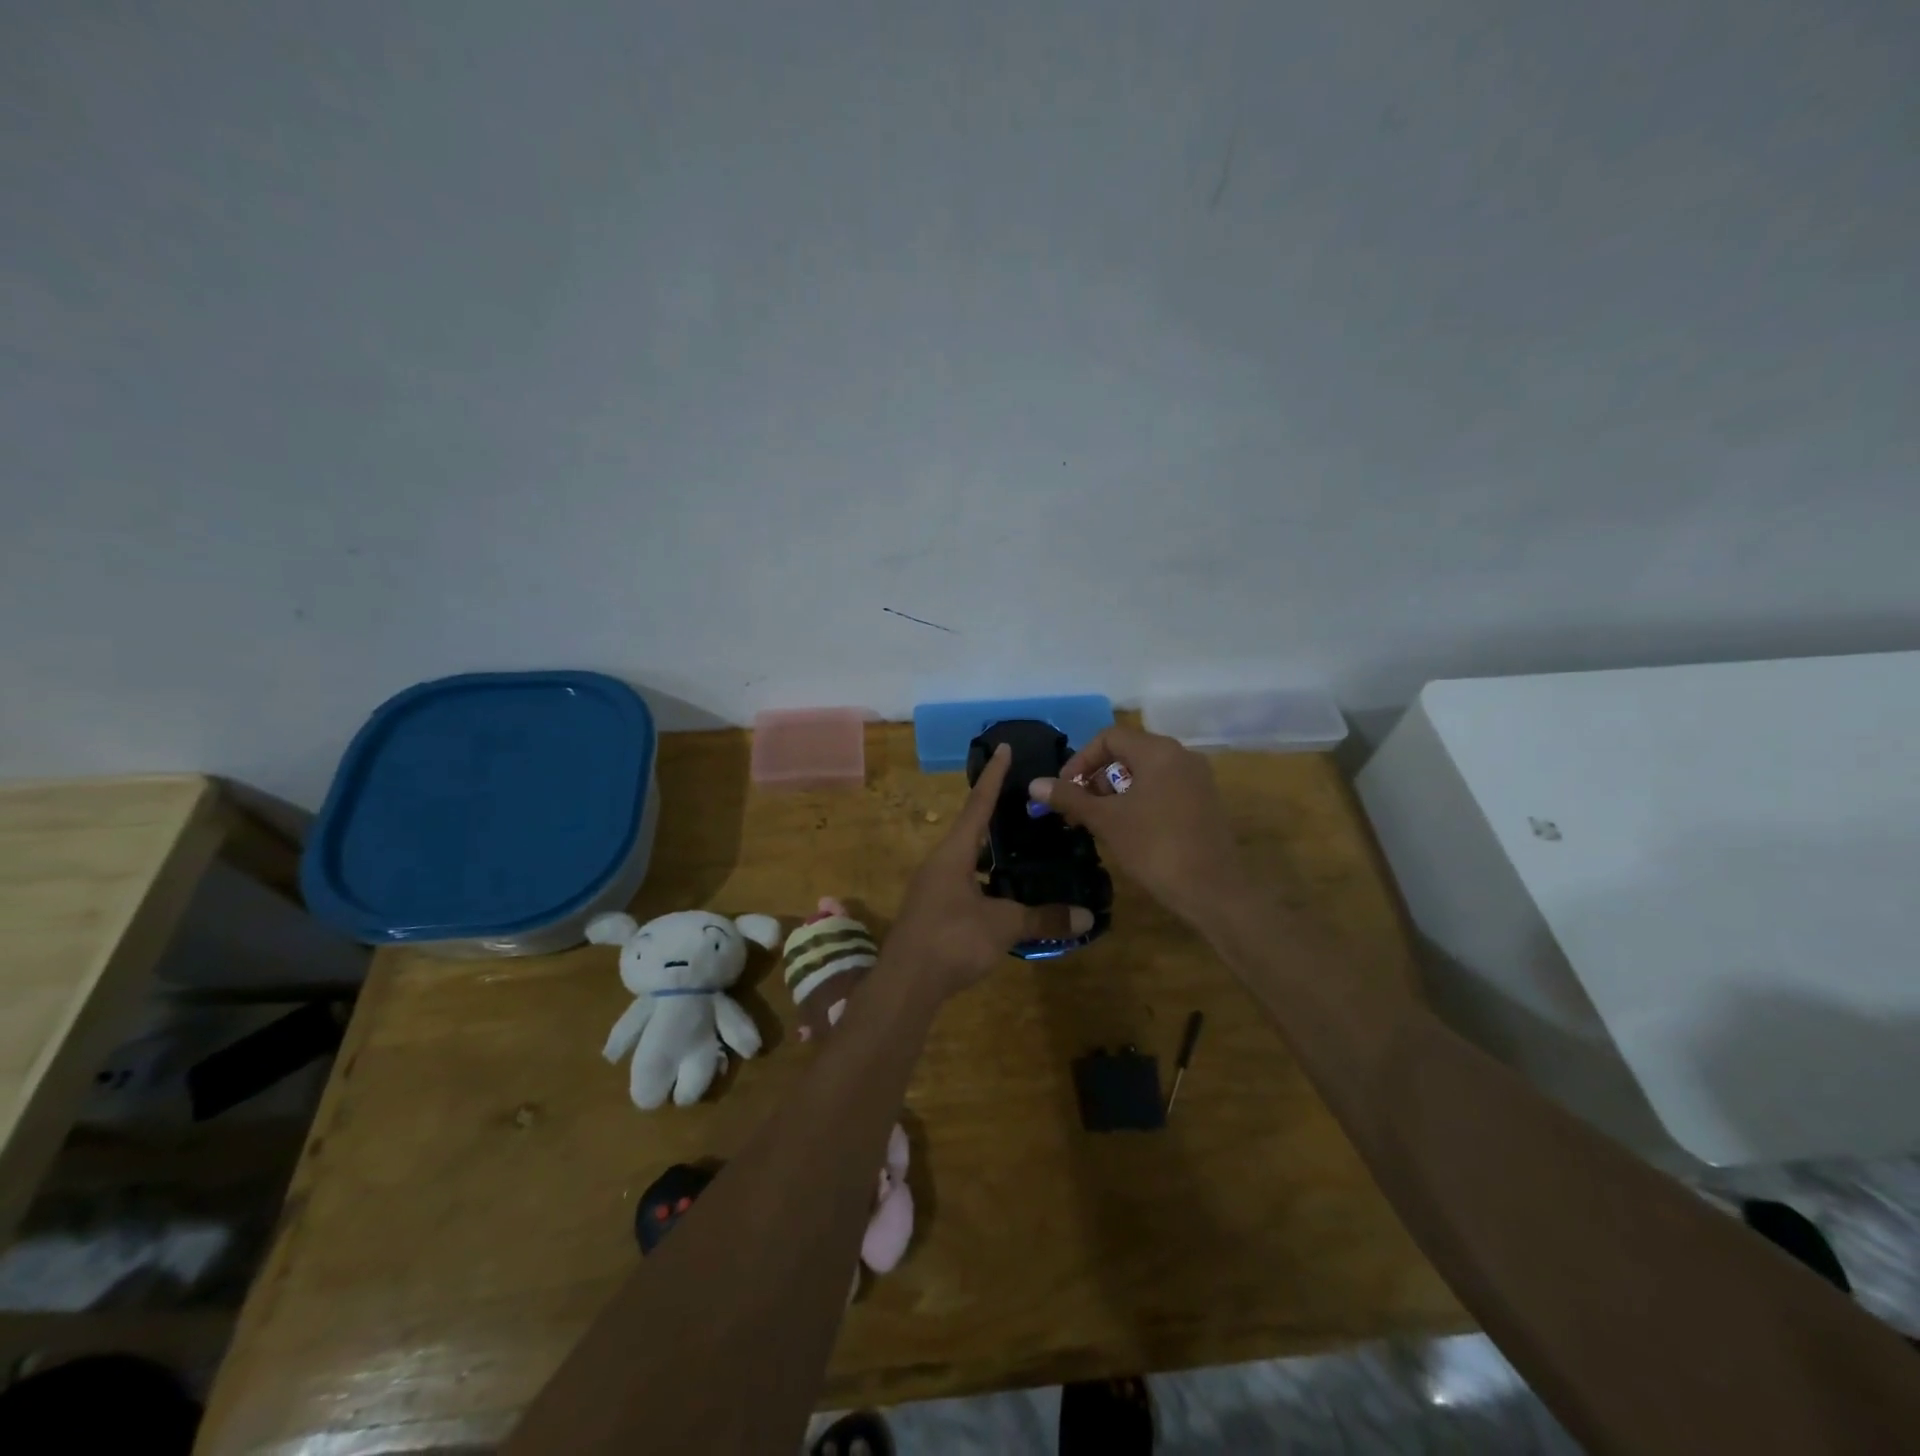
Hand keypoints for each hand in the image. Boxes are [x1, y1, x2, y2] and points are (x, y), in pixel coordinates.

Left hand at [887, 744, 1093, 999]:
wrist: (905, 985)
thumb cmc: (952, 940)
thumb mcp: (1003, 926)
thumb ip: (1043, 918)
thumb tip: (1086, 917)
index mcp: (953, 853)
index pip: (978, 804)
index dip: (994, 776)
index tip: (1004, 748)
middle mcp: (939, 863)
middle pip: (970, 830)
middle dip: (995, 816)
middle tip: (1024, 804)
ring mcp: (932, 888)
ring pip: (967, 860)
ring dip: (991, 853)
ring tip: (1021, 848)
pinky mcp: (932, 912)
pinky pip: (964, 884)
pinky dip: (985, 881)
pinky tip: (1005, 895)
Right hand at [1029, 725, 1247, 924]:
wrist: (1213, 890)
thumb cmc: (1154, 847)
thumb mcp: (1106, 820)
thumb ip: (1069, 797)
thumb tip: (1034, 784)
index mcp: (1158, 751)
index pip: (1108, 738)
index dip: (1080, 760)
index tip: (1064, 790)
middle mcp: (1181, 756)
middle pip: (1127, 753)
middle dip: (1096, 778)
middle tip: (1077, 809)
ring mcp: (1197, 779)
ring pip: (1145, 772)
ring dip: (1115, 791)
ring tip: (1098, 821)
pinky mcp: (1204, 802)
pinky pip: (1163, 788)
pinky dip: (1138, 800)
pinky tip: (1127, 830)